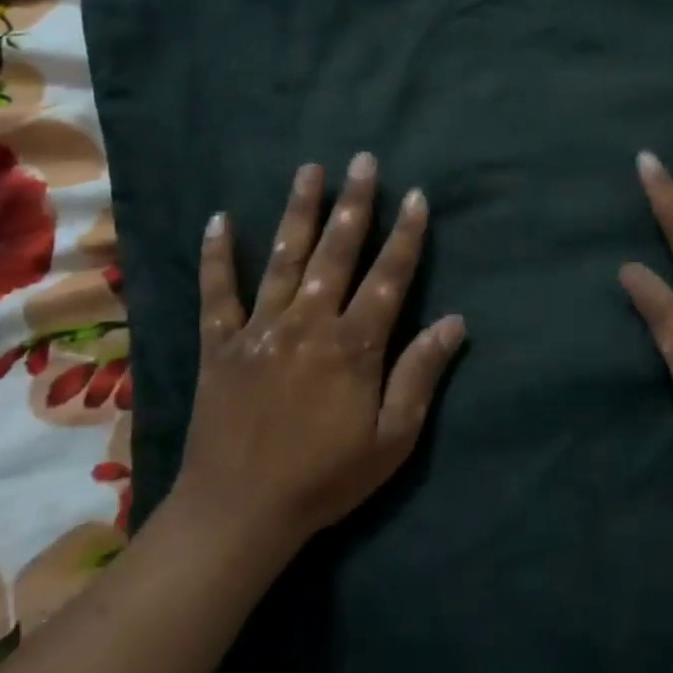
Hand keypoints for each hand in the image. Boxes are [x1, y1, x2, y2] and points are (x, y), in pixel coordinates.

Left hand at [174, 153, 466, 545]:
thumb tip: (455, 323)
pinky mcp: (220, 345)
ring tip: (309, 169)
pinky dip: (217, 256)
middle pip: (337, 253)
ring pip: (284, 258)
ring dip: (298, 211)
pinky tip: (219, 220)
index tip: (415, 196)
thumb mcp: (393, 438)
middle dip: (354, 204)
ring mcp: (260, 330)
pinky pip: (217, 292)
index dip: (405, 236)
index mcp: (354, 345)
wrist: (241, 512)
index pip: (389, 278)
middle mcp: (308, 323)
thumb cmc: (327, 478)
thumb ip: (420, 374)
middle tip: (363, 160)